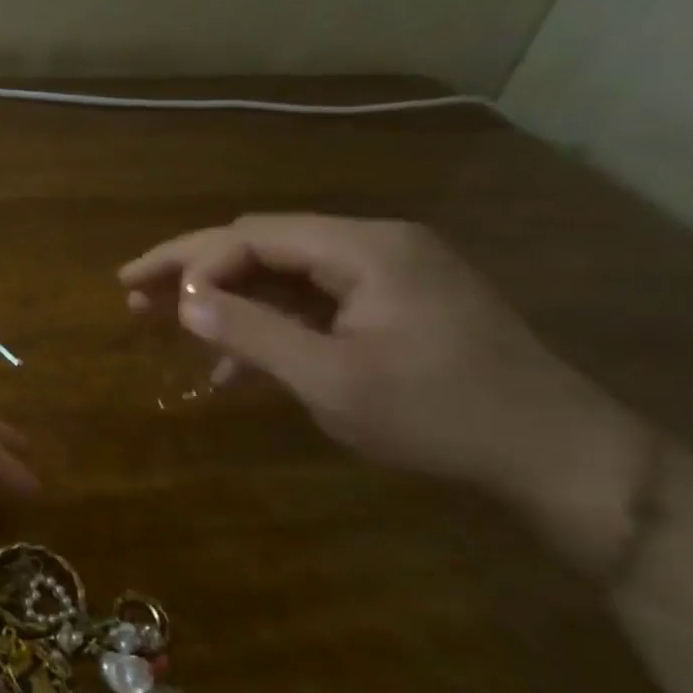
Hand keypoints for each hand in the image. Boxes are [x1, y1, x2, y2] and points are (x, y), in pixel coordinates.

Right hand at [119, 215, 639, 505]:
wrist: (559, 457)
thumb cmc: (440, 415)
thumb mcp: (331, 379)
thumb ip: (250, 333)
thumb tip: (182, 302)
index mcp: (364, 248)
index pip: (252, 235)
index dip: (191, 263)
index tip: (143, 297)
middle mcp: (373, 244)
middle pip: (260, 244)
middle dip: (193, 270)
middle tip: (132, 292)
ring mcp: (386, 273)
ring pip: (280, 273)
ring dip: (224, 299)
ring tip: (165, 322)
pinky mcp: (392, 304)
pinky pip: (310, 302)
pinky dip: (266, 324)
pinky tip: (231, 364)